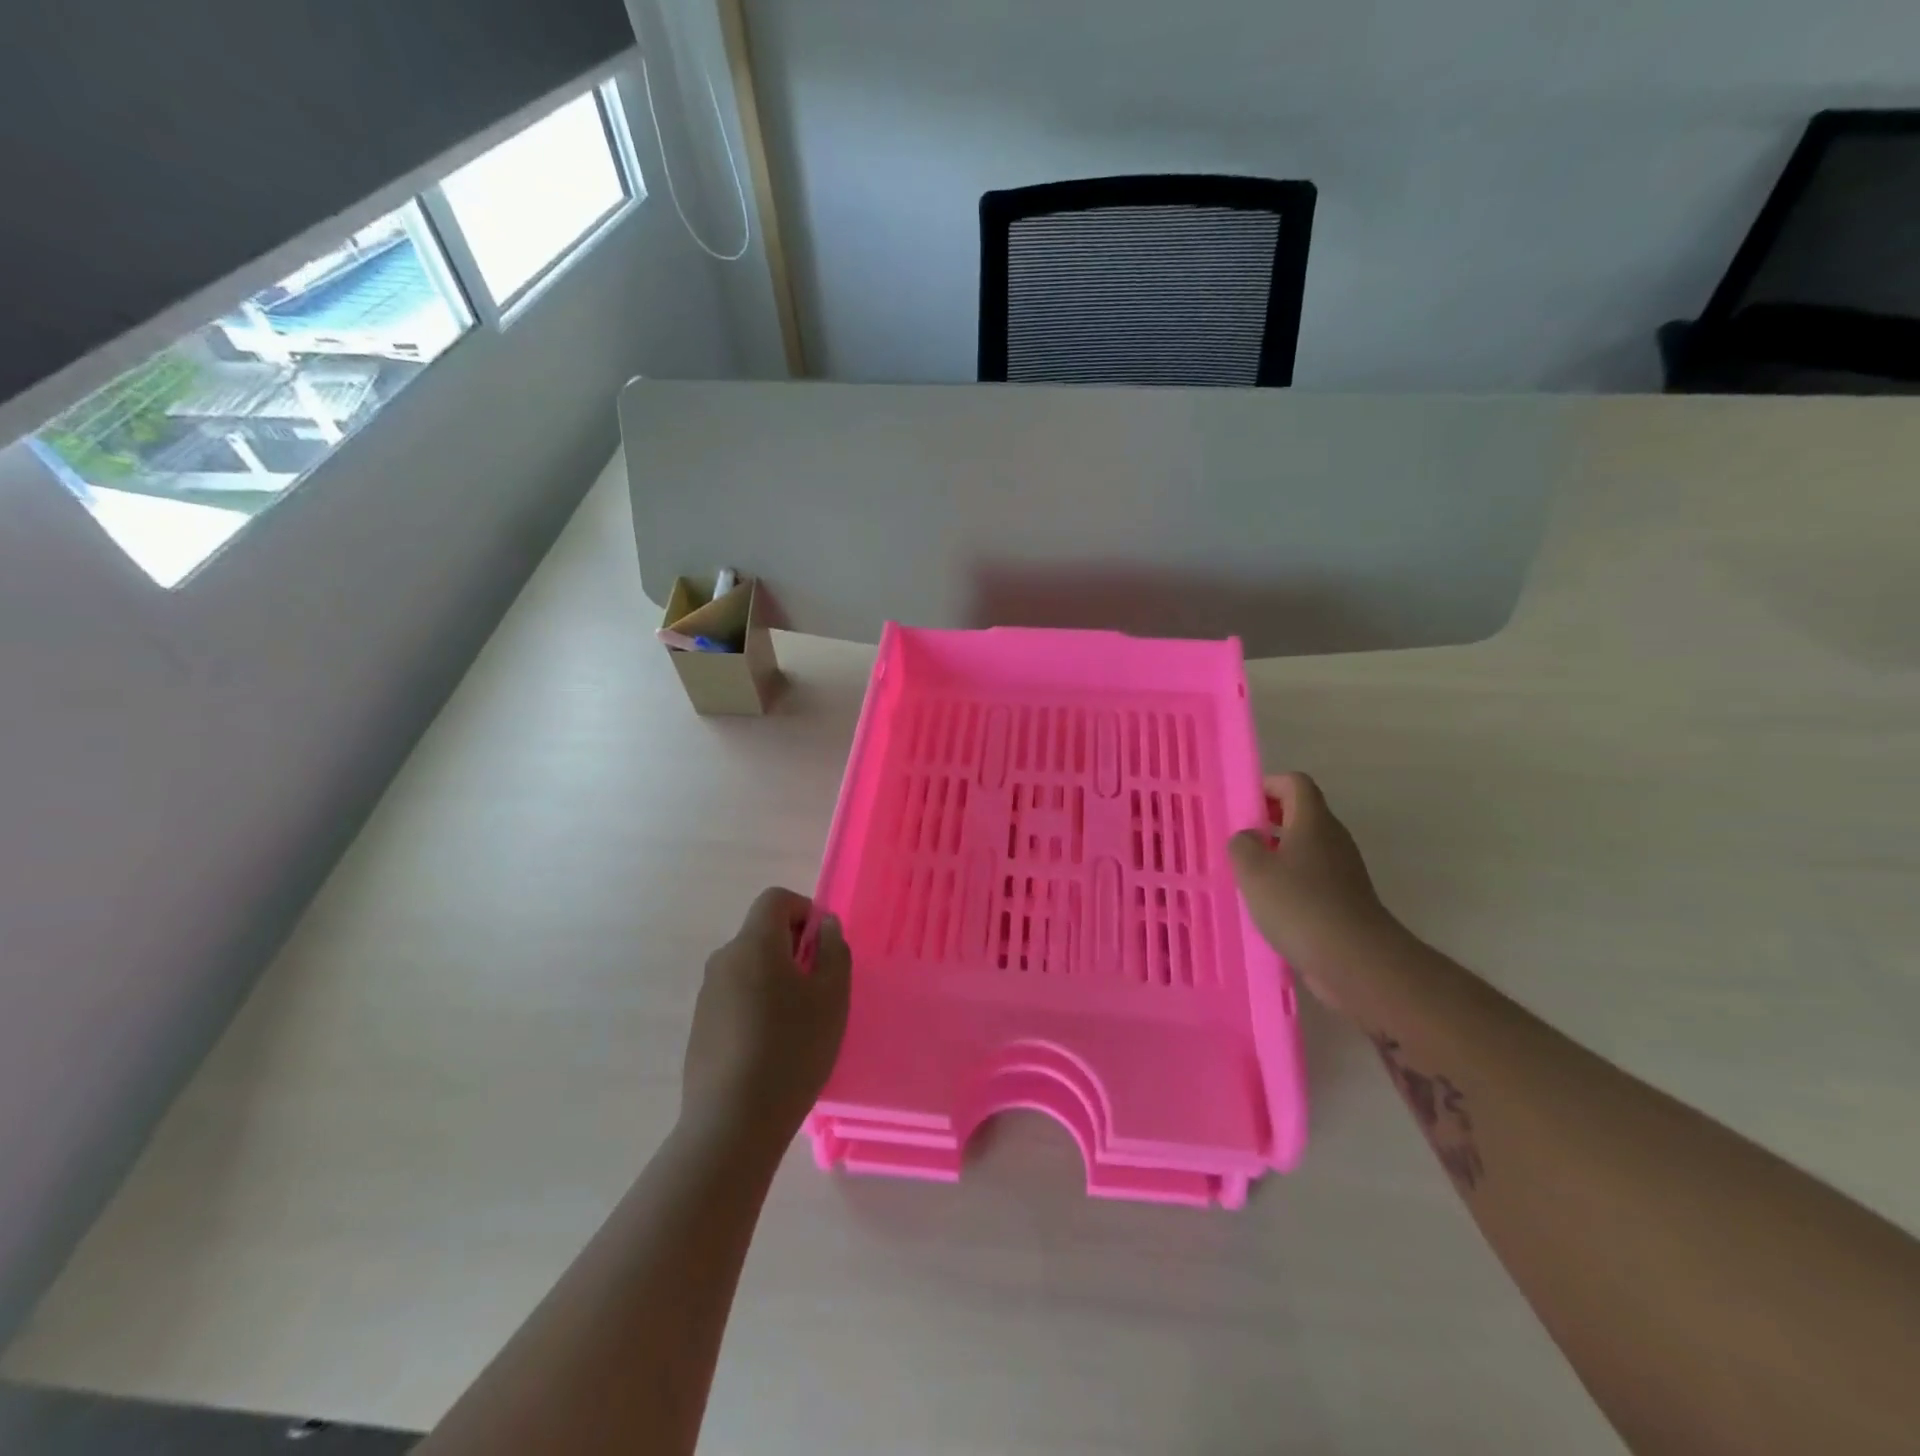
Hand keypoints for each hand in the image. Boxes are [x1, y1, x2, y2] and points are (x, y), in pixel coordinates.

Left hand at [682, 888, 850, 1148]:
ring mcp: (707, 994)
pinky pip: (736, 996)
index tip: (823, 948)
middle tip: (818, 990)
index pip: (776, 899)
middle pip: (762, 933)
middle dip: (794, 949)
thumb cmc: (791, 1050)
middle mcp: (724, 959)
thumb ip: (834, 950)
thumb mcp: (832, 997)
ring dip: (776, 979)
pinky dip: (757, 1005)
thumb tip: (825, 926)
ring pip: (750, 967)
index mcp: (754, 944)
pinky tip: (771, 1047)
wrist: (731, 1123)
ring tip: (798, 1024)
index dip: (805, 911)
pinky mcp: (701, 1026)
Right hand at [1229, 772, 1394, 1009]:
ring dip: (1277, 855)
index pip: (1295, 783)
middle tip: (1238, 841)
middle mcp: (1332, 839)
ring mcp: (1343, 871)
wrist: (1356, 960)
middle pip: (1301, 814)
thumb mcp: (1254, 870)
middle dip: (1268, 822)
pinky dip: (1290, 884)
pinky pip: (1312, 879)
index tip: (1243, 806)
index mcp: (1313, 821)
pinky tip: (1268, 906)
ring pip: (1305, 849)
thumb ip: (1242, 845)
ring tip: (1247, 876)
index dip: (1268, 786)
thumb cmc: (1300, 904)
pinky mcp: (1345, 900)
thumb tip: (1248, 838)